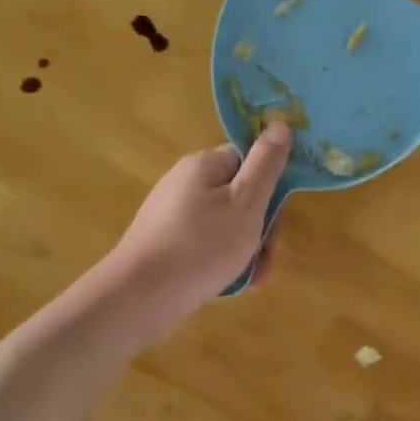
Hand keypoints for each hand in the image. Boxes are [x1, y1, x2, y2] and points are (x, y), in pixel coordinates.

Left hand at [96, 123, 291, 330]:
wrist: (139, 297)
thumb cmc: (201, 246)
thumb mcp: (246, 203)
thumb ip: (267, 163)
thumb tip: (280, 123)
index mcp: (203, 166)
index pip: (249, 161)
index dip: (271, 188)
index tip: (279, 218)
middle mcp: (184, 183)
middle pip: (239, 196)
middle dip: (261, 228)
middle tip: (267, 258)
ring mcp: (171, 215)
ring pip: (225, 226)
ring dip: (247, 250)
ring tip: (253, 279)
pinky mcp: (163, 244)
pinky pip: (205, 245)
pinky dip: (223, 261)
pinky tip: (230, 285)